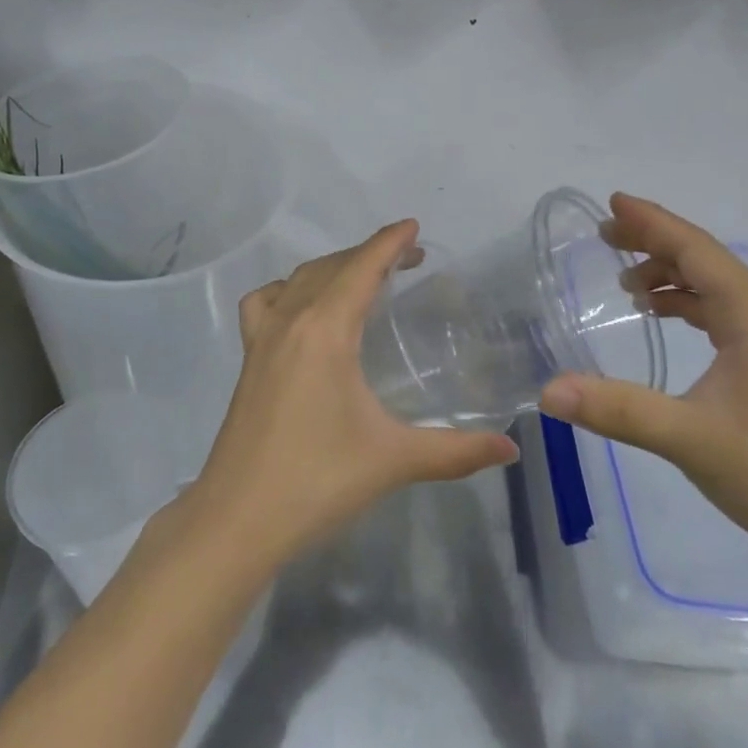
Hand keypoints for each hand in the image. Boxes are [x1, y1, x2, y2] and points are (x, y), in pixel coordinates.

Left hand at [186, 221, 517, 568]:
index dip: (390, 242)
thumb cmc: (317, 481)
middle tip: (408, 262)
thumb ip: (457, 451)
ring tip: (363, 280)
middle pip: (332, 266)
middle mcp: (291, 320)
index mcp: (326, 329)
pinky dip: (288, 290)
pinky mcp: (248, 359)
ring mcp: (263, 338)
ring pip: (298, 279)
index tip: (415, 227)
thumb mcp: (394, 460)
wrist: (236, 521)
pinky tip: (303, 311)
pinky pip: (265, 303)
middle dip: (370, 254)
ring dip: (332, 267)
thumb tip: (511, 450)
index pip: (362, 267)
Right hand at [538, 194, 747, 572]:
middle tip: (606, 236)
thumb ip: (619, 410)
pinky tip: (662, 315)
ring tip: (625, 281)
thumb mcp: (691, 439)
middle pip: (703, 258)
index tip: (612, 202)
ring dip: (670, 273)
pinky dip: (687, 303)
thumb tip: (548, 391)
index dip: (651, 222)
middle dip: (654, 242)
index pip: (694, 249)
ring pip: (714, 285)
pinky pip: (722, 311)